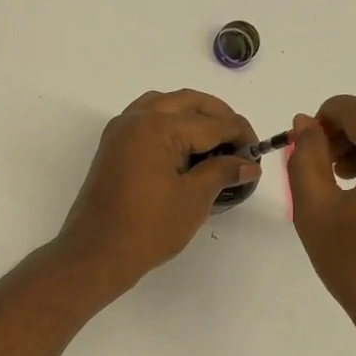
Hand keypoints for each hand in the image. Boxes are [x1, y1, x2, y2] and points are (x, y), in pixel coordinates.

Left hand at [56, 89, 259, 294]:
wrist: (97, 252)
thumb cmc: (148, 228)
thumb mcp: (194, 199)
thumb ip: (223, 172)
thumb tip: (249, 164)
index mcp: (158, 126)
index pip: (212, 122)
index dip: (240, 136)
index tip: (258, 155)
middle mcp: (137, 119)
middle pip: (188, 103)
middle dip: (219, 118)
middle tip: (240, 144)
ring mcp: (121, 131)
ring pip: (165, 105)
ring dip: (193, 116)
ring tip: (215, 144)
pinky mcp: (113, 146)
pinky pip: (146, 120)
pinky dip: (169, 124)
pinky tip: (185, 148)